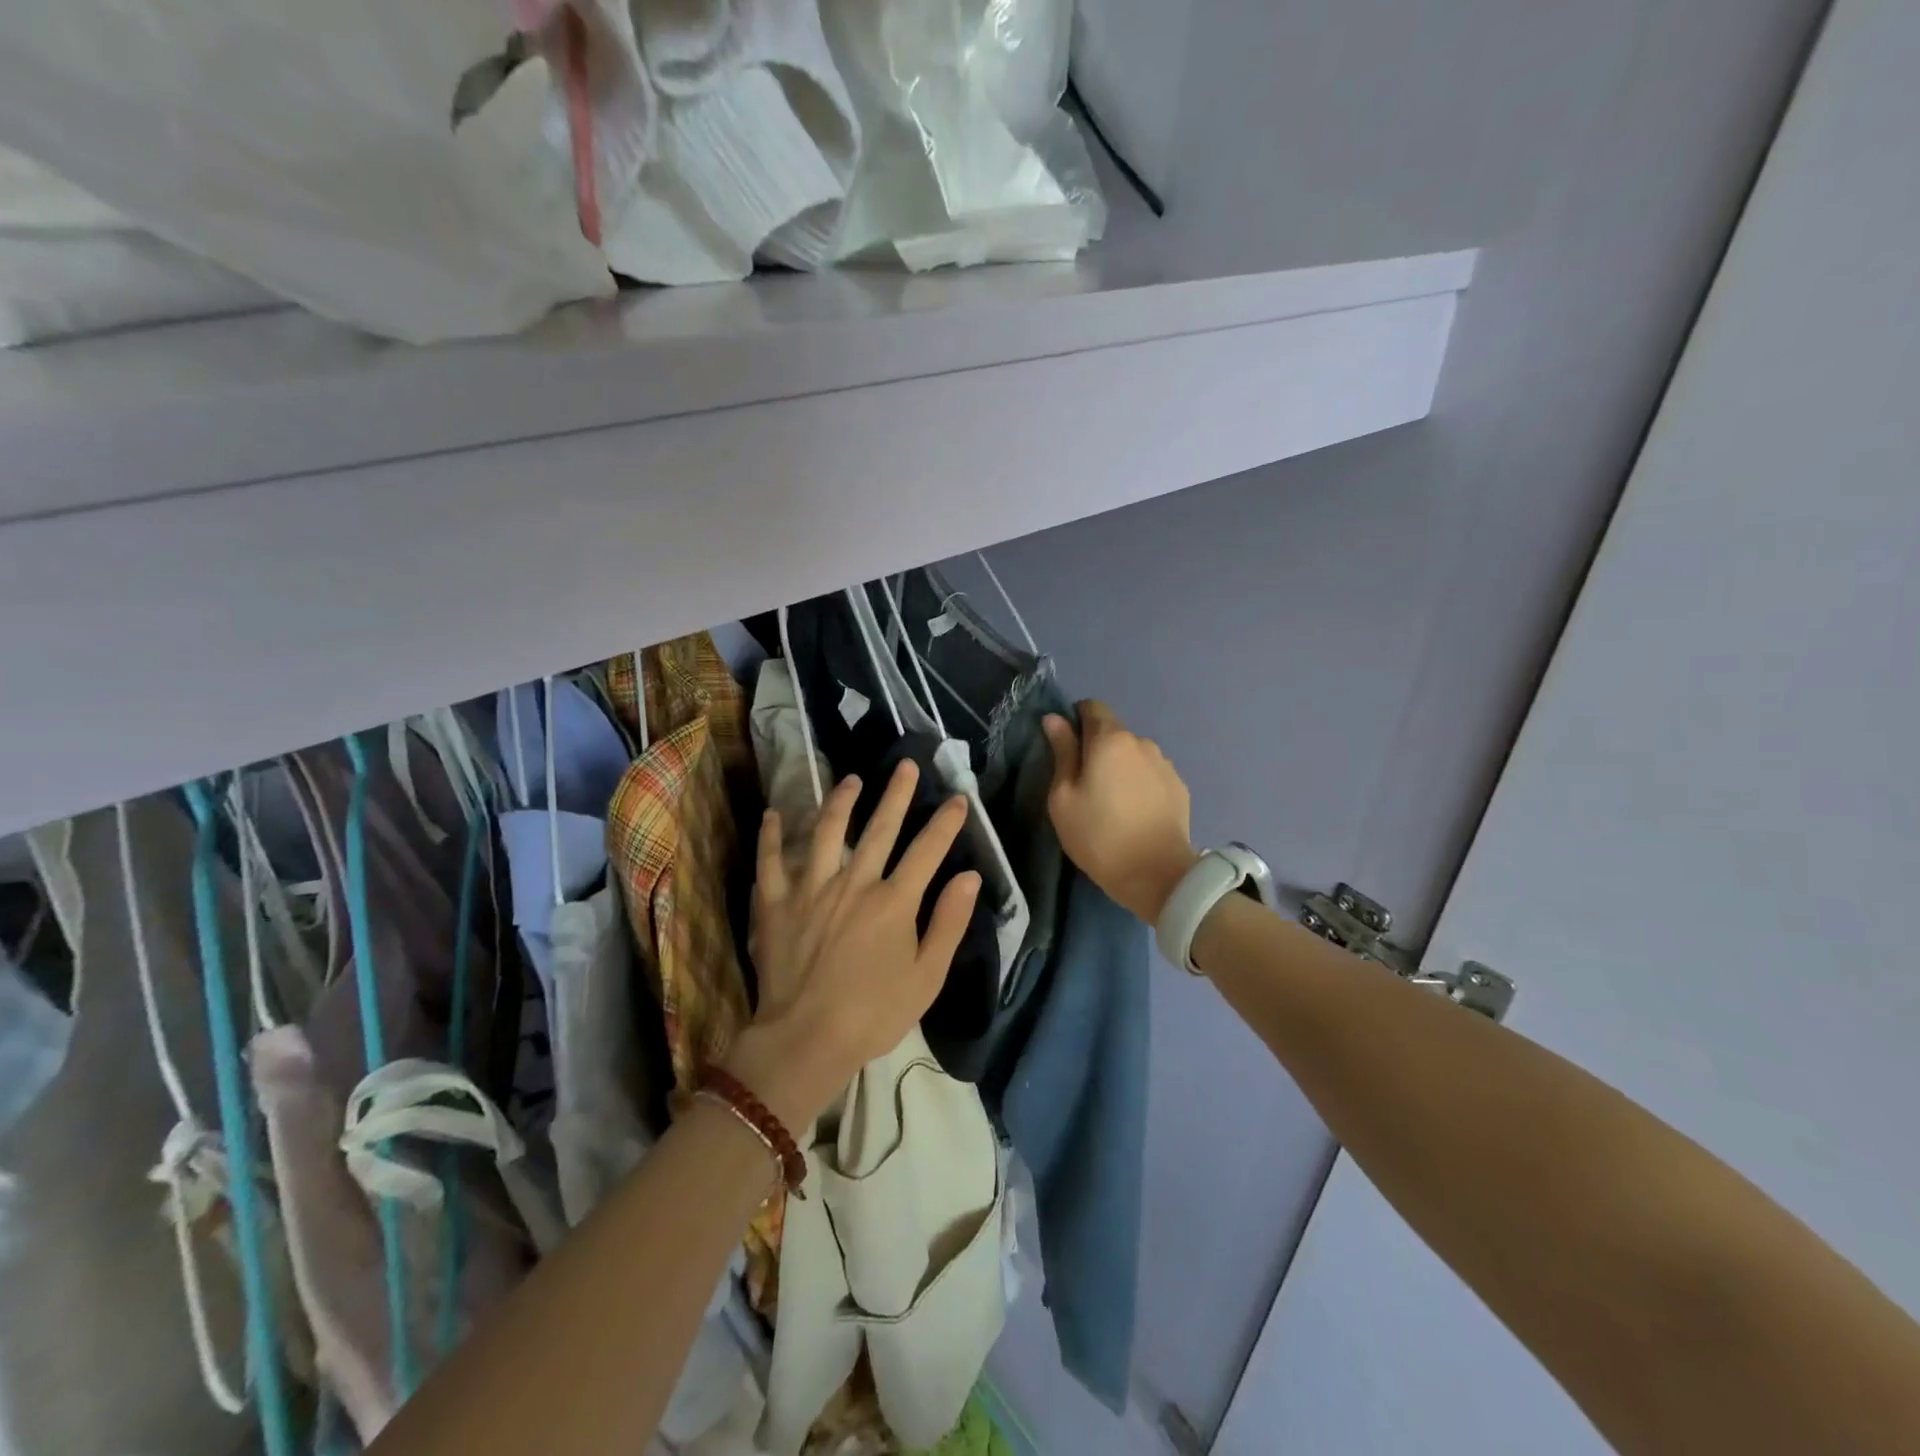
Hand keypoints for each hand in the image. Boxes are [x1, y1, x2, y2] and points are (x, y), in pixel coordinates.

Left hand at [726, 761, 981, 1129]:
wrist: (807, 1039)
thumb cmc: (875, 1014)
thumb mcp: (927, 976)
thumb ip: (949, 922)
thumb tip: (969, 876)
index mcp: (894, 901)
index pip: (927, 850)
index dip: (946, 822)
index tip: (958, 798)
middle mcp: (855, 883)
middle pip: (880, 828)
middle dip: (897, 794)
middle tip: (907, 764)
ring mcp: (812, 888)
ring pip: (827, 832)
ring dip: (841, 801)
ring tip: (851, 779)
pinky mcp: (777, 903)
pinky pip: (771, 861)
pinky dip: (772, 836)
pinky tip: (774, 814)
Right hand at [1042, 701, 1199, 923]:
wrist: (1157, 875)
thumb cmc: (1099, 835)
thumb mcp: (1064, 797)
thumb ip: (1062, 752)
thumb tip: (1054, 719)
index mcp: (1110, 739)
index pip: (1092, 707)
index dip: (1076, 720)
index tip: (1066, 748)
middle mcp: (1142, 742)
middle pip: (1113, 732)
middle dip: (1097, 748)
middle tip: (1085, 784)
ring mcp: (1165, 764)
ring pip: (1134, 754)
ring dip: (1121, 767)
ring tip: (1113, 802)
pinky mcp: (1179, 787)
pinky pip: (1151, 774)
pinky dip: (1140, 784)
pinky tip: (1135, 812)